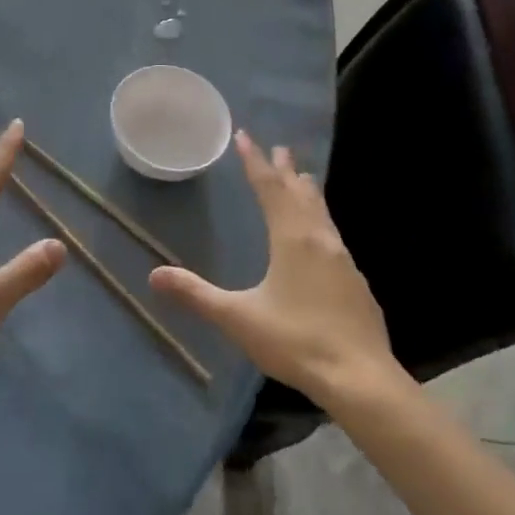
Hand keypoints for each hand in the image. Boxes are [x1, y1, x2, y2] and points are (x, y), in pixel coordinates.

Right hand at [150, 131, 393, 405]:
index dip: (254, 161)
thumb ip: (196, 295)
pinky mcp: (356, 281)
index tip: (245, 136)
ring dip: (308, 191)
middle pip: (300, 193)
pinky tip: (322, 235)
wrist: (360, 378)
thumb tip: (154, 275)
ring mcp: (343, 260)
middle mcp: (320, 239)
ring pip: (322, 212)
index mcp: (291, 239)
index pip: (269, 188)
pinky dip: (321, 218)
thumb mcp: (238, 318)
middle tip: (279, 147)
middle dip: (285, 170)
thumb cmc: (295, 341)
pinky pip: (333, 234)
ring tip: (303, 177)